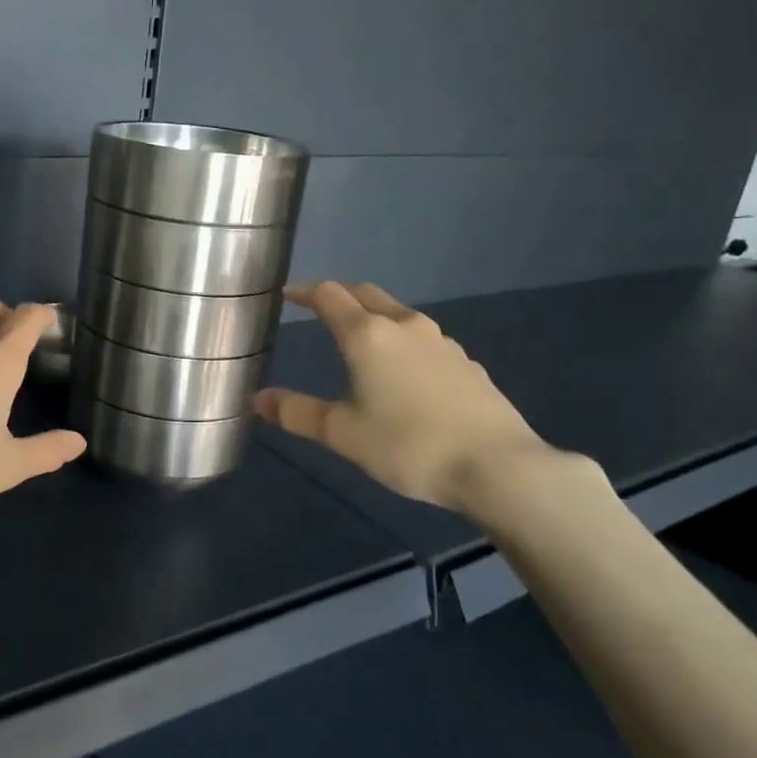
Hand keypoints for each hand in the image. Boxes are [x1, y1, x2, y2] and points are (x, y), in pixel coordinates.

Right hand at [254, 281, 547, 513]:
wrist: (498, 466)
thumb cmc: (408, 445)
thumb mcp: (342, 434)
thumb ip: (297, 412)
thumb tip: (258, 399)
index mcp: (366, 335)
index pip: (328, 295)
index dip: (304, 291)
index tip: (286, 294)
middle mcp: (403, 326)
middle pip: (365, 293)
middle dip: (338, 295)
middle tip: (318, 308)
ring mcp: (440, 341)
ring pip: (397, 314)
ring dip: (372, 316)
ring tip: (358, 339)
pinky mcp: (465, 362)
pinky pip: (422, 339)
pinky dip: (400, 341)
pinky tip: (402, 371)